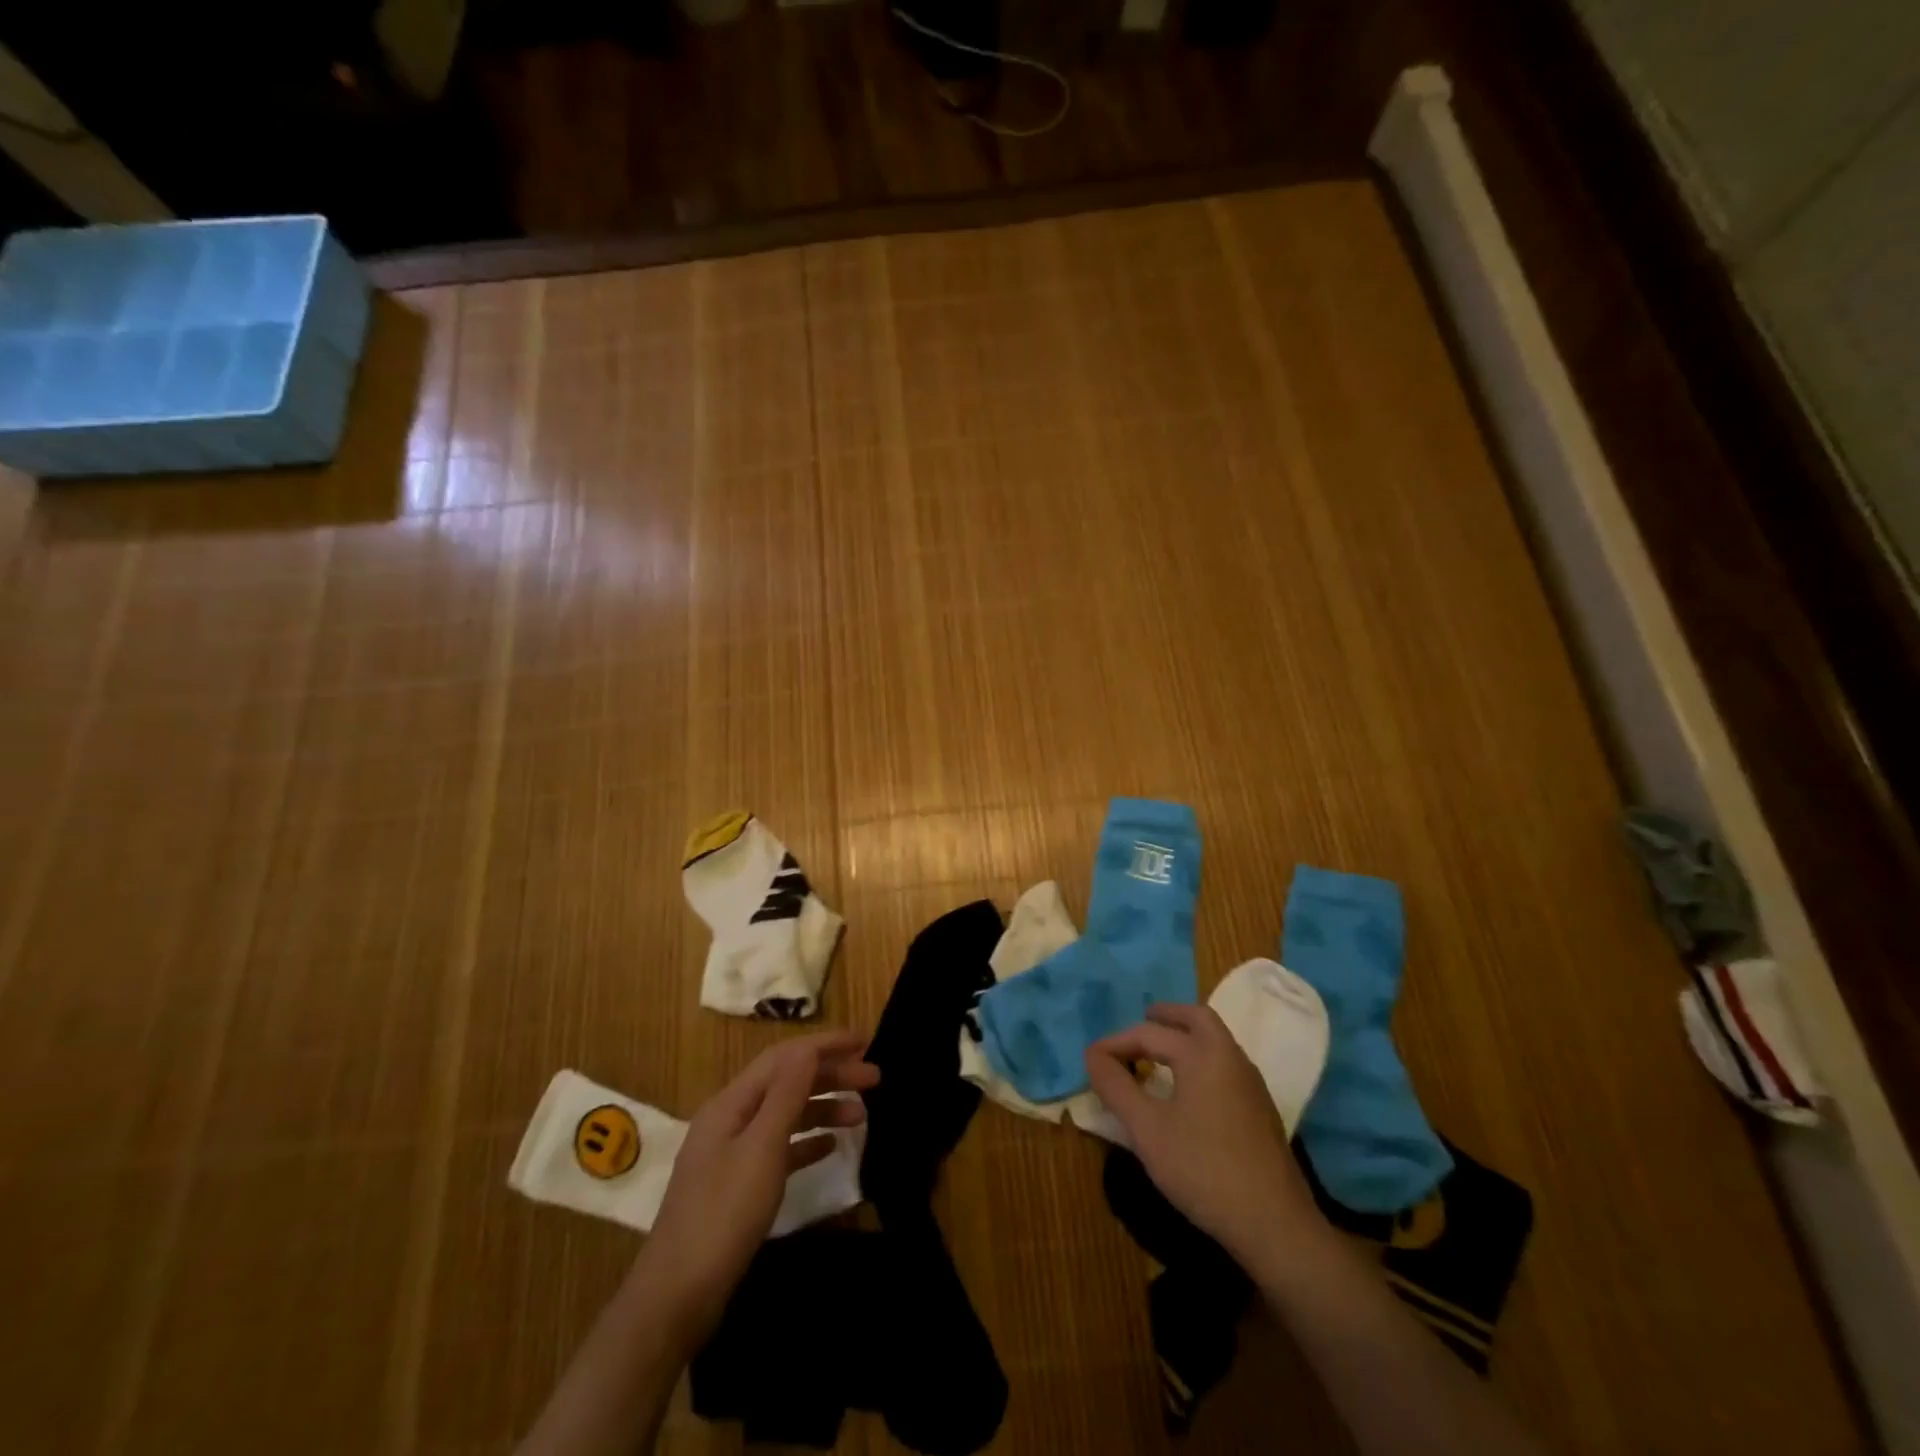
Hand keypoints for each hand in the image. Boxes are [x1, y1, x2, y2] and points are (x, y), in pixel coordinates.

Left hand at [637, 1030, 878, 1348]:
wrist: (677, 1297)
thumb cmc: (723, 1215)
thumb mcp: (761, 1148)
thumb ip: (786, 1095)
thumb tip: (808, 1048)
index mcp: (731, 1103)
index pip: (784, 1057)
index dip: (824, 1045)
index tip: (865, 1041)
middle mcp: (730, 1119)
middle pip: (786, 1082)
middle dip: (830, 1075)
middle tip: (875, 1079)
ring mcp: (732, 1153)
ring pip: (785, 1114)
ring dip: (823, 1108)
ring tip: (862, 1116)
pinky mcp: (737, 1186)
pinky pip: (779, 1148)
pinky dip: (806, 1141)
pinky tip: (831, 1146)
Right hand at [1085, 1004, 1324, 1267]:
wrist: (1274, 1224)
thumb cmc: (1203, 1169)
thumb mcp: (1147, 1129)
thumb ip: (1116, 1088)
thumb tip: (1093, 1055)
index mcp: (1202, 1053)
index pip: (1149, 1034)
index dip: (1116, 1043)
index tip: (1091, 1059)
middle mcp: (1230, 1057)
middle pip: (1197, 1018)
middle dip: (1166, 1016)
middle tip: (1141, 1021)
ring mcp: (1250, 1082)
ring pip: (1215, 1040)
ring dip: (1186, 1035)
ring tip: (1158, 1053)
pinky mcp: (1260, 1108)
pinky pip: (1225, 1063)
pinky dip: (1201, 1057)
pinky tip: (1187, 1087)